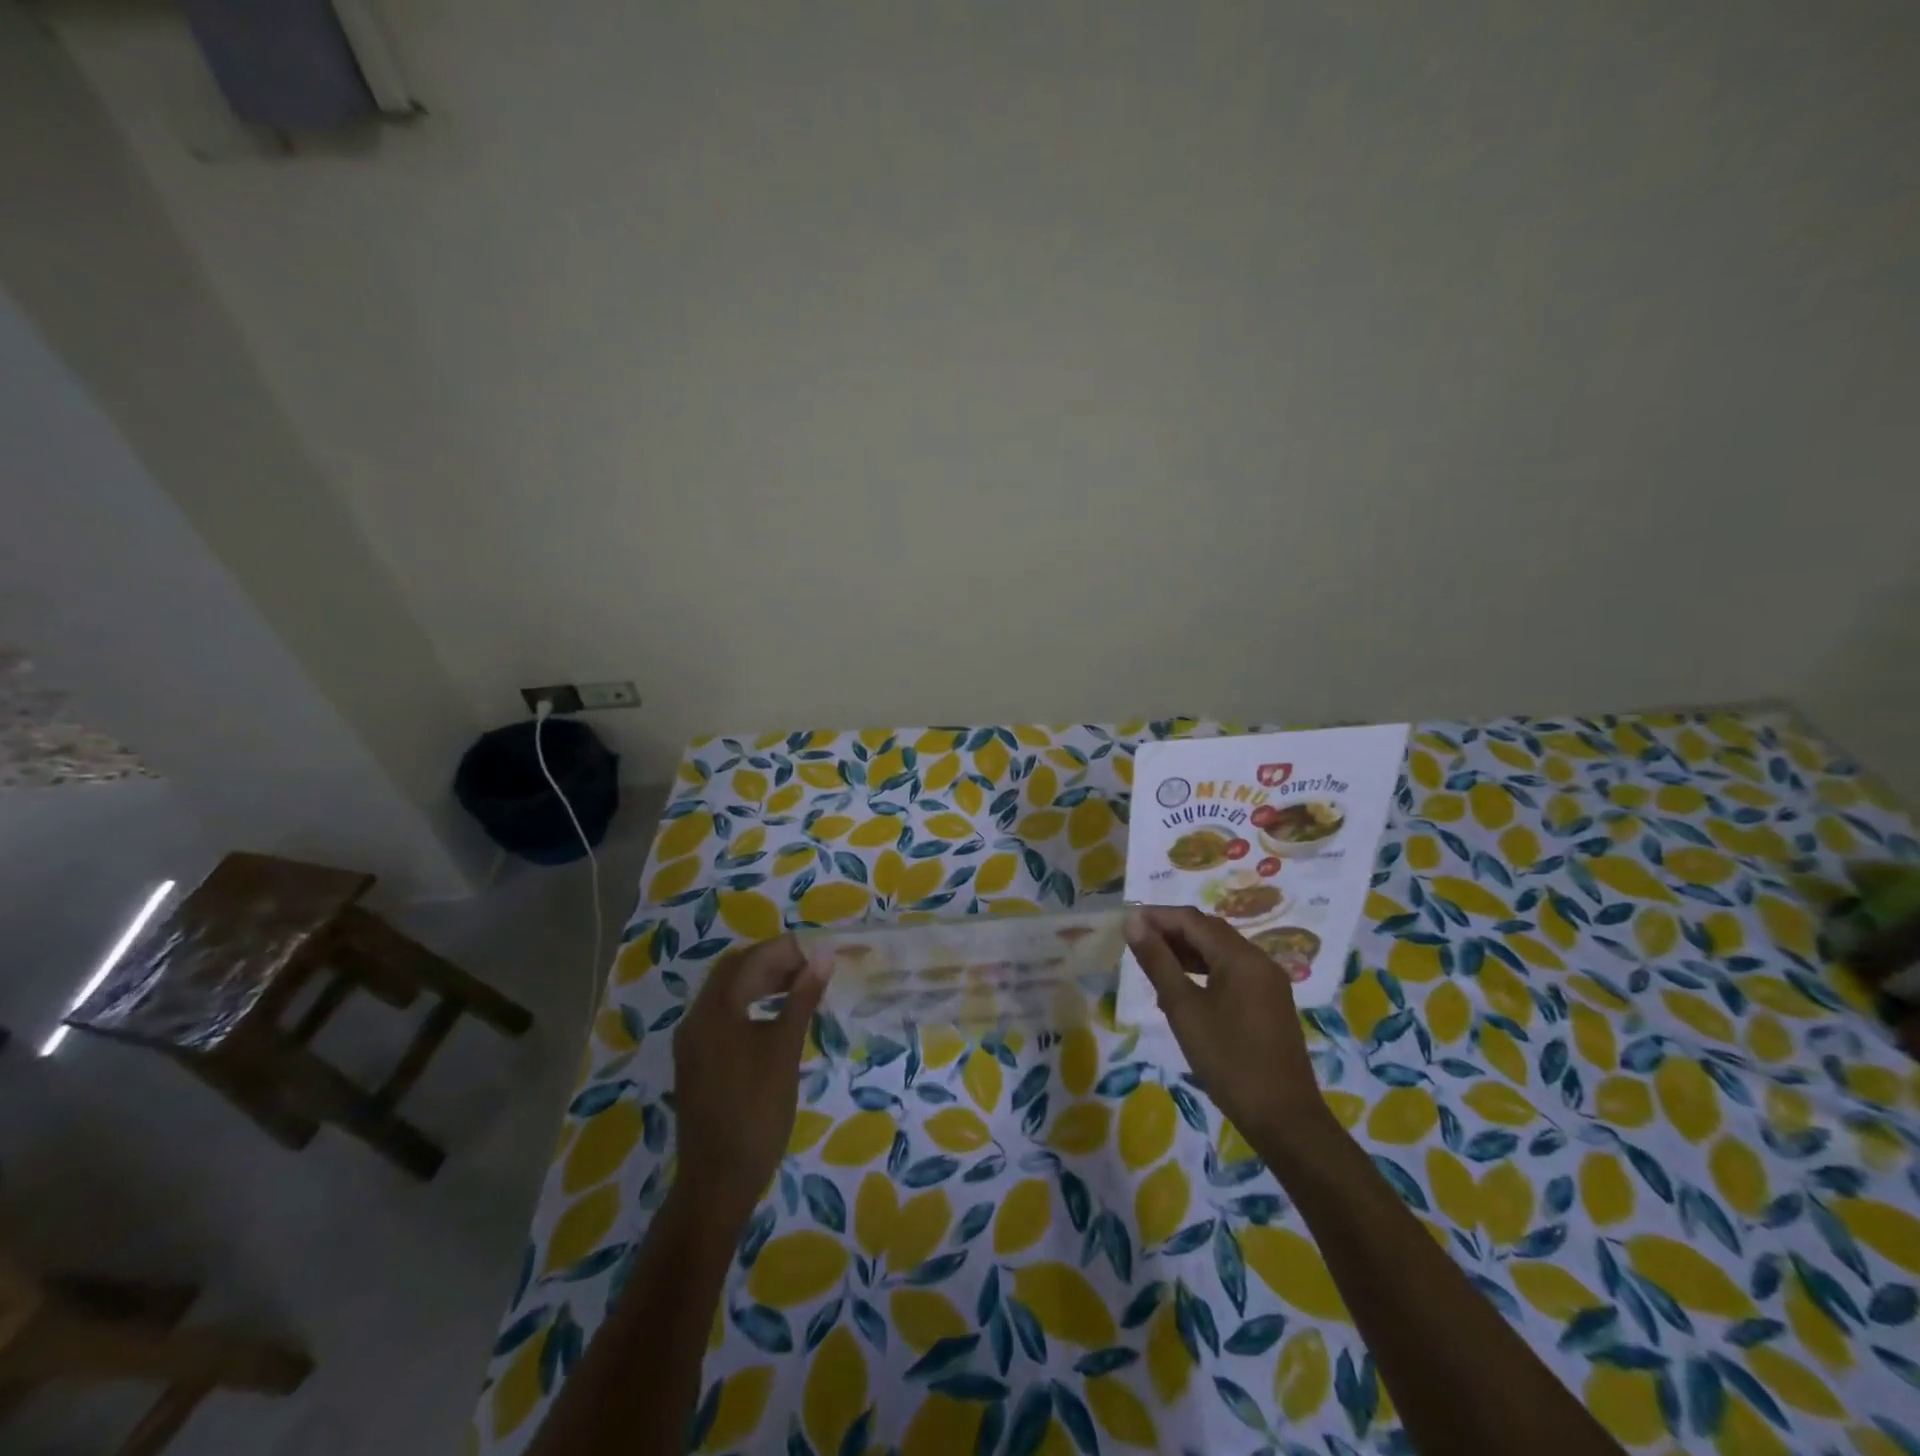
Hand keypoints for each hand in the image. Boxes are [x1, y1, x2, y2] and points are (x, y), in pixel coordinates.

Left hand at [671, 934, 827, 1227]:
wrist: (718, 1179)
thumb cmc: (758, 1111)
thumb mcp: (786, 1050)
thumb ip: (802, 998)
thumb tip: (824, 956)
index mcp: (716, 1010)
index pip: (752, 959)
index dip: (787, 949)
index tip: (820, 953)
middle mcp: (696, 1017)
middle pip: (734, 970)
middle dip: (772, 961)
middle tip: (811, 969)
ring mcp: (691, 1041)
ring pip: (726, 992)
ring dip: (760, 981)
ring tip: (799, 987)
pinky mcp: (694, 1061)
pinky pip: (721, 1014)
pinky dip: (748, 1003)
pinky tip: (773, 1017)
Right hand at [1124, 906, 1326, 1146]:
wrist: (1284, 1119)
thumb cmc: (1228, 1060)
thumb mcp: (1184, 1008)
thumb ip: (1157, 961)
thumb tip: (1133, 923)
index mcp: (1241, 956)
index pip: (1192, 920)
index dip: (1157, 916)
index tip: (1125, 923)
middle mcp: (1258, 960)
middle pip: (1208, 931)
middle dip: (1170, 931)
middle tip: (1135, 941)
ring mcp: (1267, 982)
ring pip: (1220, 952)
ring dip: (1185, 951)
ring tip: (1152, 962)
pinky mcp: (1269, 1003)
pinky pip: (1231, 972)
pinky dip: (1203, 970)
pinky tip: (1180, 988)